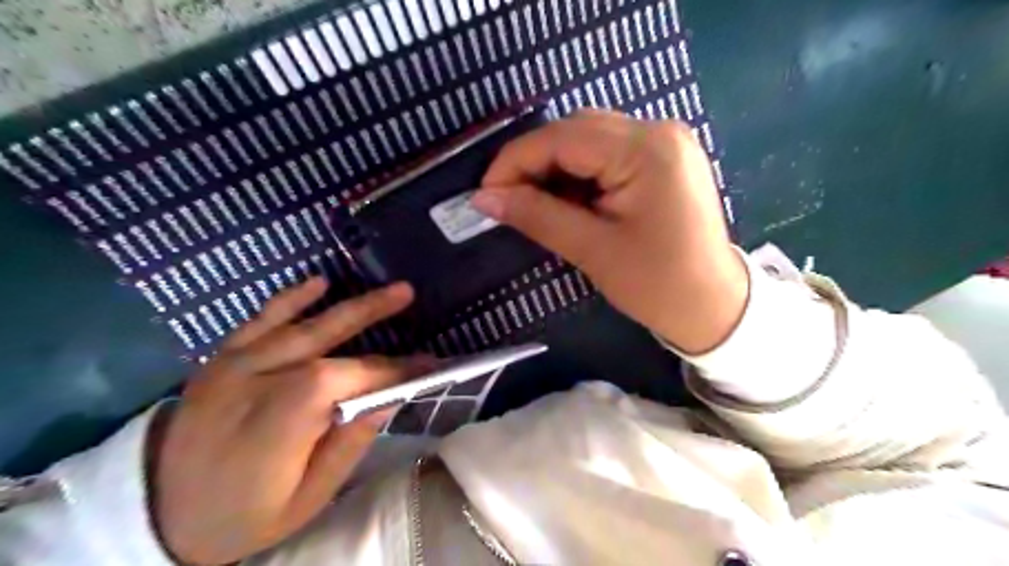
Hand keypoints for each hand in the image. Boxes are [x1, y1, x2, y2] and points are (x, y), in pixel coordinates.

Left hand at [150, 278, 417, 565]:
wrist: (157, 513)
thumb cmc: (243, 514)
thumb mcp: (306, 500)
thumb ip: (348, 446)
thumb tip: (388, 400)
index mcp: (281, 421)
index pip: (350, 379)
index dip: (392, 369)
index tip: (427, 365)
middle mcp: (258, 382)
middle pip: (326, 340)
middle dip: (373, 314)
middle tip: (408, 294)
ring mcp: (235, 365)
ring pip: (300, 325)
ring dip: (348, 304)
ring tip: (386, 289)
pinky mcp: (221, 358)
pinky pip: (258, 321)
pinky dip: (290, 300)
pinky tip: (318, 282)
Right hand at [473, 108, 747, 352]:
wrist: (713, 305)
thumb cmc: (657, 284)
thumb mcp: (592, 250)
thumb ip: (536, 216)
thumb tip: (484, 198)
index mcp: (646, 150)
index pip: (562, 138)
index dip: (515, 161)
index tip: (486, 193)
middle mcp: (659, 130)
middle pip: (576, 130)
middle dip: (534, 162)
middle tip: (508, 199)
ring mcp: (666, 141)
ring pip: (590, 138)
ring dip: (556, 167)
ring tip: (536, 203)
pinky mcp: (665, 157)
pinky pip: (610, 152)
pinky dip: (581, 172)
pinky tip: (569, 199)